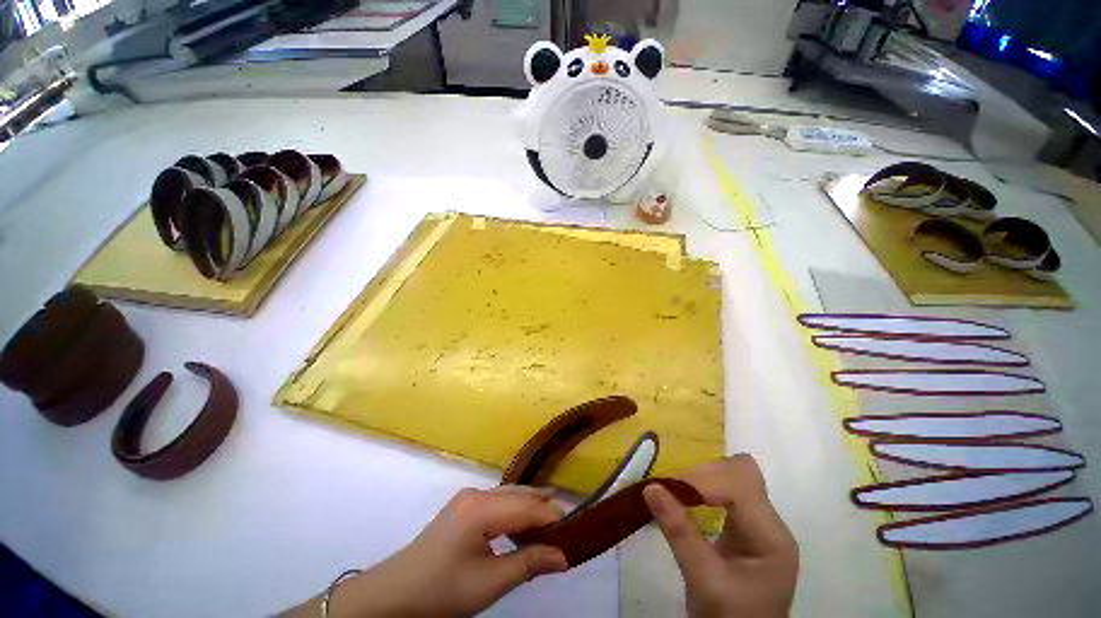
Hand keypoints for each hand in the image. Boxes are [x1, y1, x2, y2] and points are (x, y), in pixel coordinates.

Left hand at [284, 486, 567, 617]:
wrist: (393, 595)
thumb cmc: (441, 591)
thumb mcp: (488, 584)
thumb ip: (528, 564)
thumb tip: (564, 556)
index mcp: (482, 508)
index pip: (529, 508)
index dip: (554, 518)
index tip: (577, 528)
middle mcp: (477, 494)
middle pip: (521, 495)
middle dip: (545, 509)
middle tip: (569, 527)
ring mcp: (468, 498)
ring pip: (510, 496)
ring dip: (531, 509)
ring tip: (551, 527)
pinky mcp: (463, 506)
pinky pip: (498, 502)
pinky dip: (515, 512)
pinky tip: (522, 527)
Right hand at [643, 455, 798, 617]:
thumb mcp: (703, 580)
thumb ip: (679, 531)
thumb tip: (650, 486)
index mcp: (770, 535)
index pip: (740, 484)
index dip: (703, 480)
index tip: (667, 487)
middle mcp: (770, 522)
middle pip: (739, 472)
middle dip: (702, 474)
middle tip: (670, 488)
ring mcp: (759, 522)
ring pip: (732, 475)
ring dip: (701, 478)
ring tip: (674, 491)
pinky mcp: (746, 526)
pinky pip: (725, 490)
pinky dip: (702, 488)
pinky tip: (685, 499)